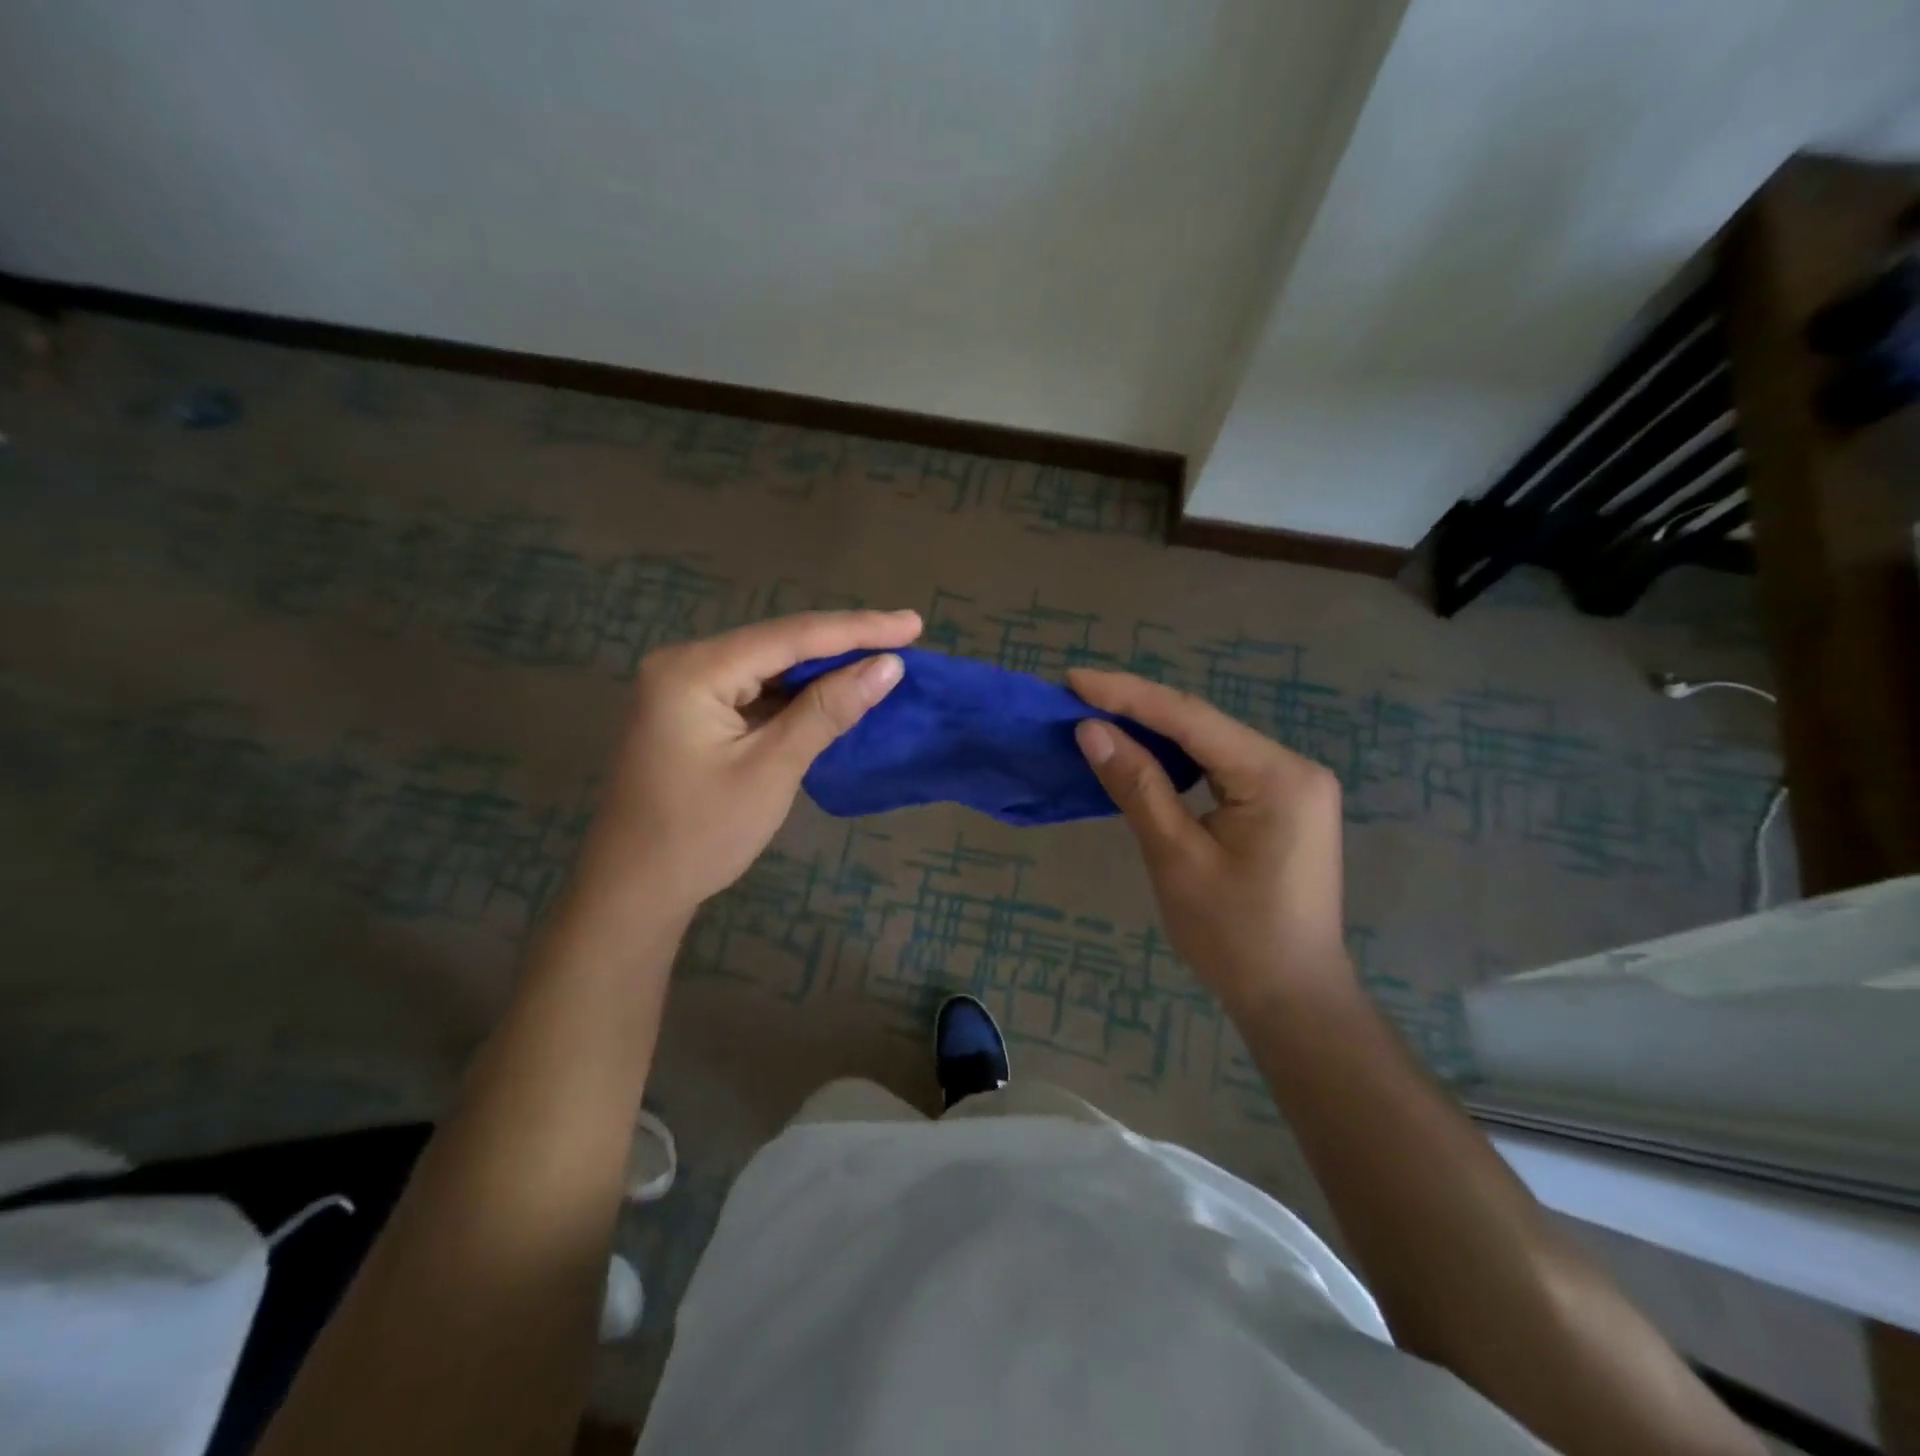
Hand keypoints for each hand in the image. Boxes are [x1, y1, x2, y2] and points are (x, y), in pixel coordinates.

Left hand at [571, 610, 921, 925]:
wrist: (635, 890)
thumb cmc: (702, 835)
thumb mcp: (772, 770)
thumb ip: (827, 711)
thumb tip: (888, 667)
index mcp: (694, 670)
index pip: (790, 636)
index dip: (857, 629)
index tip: (913, 624)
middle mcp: (685, 663)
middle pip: (778, 642)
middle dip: (843, 642)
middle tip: (906, 636)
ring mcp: (685, 686)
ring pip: (769, 665)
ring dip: (823, 667)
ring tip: (882, 658)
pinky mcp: (692, 710)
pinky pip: (755, 689)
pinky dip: (797, 693)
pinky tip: (835, 690)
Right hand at [1068, 669, 1350, 1011]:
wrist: (1293, 999)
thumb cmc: (1233, 937)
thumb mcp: (1176, 858)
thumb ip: (1136, 786)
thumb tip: (1091, 730)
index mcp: (1277, 776)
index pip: (1190, 719)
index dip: (1128, 695)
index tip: (1074, 680)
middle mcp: (1294, 767)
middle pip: (1203, 725)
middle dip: (1139, 709)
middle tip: (1078, 696)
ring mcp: (1293, 784)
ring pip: (1211, 743)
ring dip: (1156, 731)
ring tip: (1099, 716)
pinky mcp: (1283, 802)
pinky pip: (1222, 766)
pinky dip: (1179, 758)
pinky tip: (1143, 753)